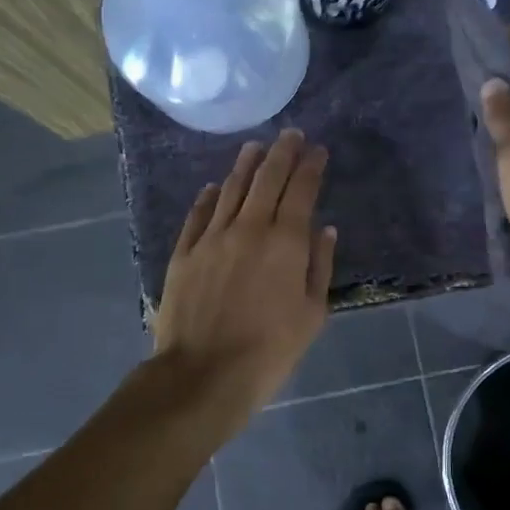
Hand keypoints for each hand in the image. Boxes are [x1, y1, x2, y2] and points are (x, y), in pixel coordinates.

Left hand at [152, 130, 336, 428]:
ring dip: (246, 165)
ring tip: (255, 147)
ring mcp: (212, 237)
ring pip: (231, 189)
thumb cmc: (269, 350)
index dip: (311, 166)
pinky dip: (208, 197)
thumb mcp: (312, 314)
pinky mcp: (184, 253)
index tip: (317, 149)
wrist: (204, 374)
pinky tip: (213, 187)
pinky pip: (198, 215)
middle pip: (267, 179)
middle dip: (282, 153)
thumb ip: (320, 266)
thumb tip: (326, 230)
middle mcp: (249, 228)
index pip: (301, 190)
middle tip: (291, 134)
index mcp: (285, 242)